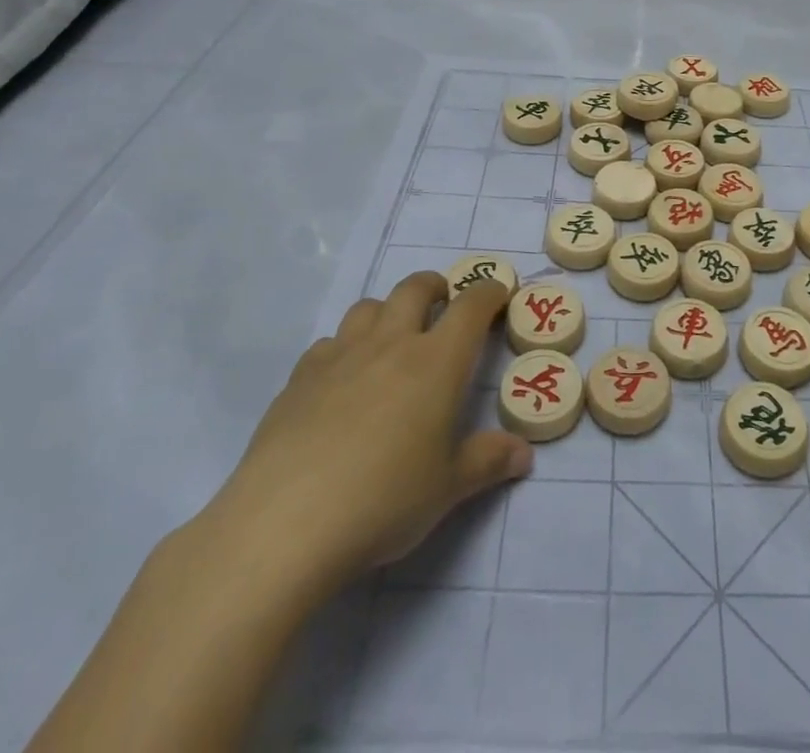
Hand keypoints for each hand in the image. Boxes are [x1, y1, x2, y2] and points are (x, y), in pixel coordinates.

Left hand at [202, 272, 531, 601]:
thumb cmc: (384, 500)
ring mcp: (341, 356)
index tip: (498, 292)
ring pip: (368, 307)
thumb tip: (524, 453)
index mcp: (436, 362)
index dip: (489, 293)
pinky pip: (329, 343)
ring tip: (393, 336)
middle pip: (414, 288)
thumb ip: (488, 462)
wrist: (286, 523)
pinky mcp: (300, 378)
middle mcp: (391, 344)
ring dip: (387, 310)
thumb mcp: (448, 488)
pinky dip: (345, 347)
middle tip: (444, 303)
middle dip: (435, 286)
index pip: (471, 307)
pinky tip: (342, 380)